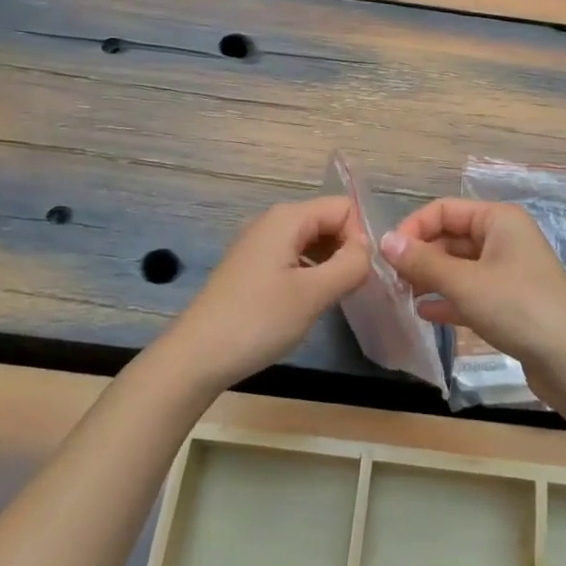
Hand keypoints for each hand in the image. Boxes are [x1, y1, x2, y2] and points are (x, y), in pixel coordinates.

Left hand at [163, 197, 371, 389]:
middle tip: (352, 289)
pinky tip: (309, 302)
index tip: (360, 275)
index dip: (359, 238)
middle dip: (346, 249)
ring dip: (330, 264)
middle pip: (327, 221)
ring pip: (312, 241)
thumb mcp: (313, 294)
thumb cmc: (258, 321)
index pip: (343, 208)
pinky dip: (310, 273)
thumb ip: (350, 265)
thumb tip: (368, 249)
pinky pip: (294, 257)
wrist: (197, 356)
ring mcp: (259, 244)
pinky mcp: (252, 267)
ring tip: (333, 298)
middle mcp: (273, 222)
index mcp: (288, 218)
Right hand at [380, 199, 565, 375]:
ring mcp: (509, 271)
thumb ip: (422, 262)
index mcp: (498, 220)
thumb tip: (384, 241)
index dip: (414, 229)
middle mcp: (504, 238)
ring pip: (460, 266)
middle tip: (393, 282)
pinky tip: (426, 314)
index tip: (389, 257)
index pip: (444, 210)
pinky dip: (449, 299)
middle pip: (451, 237)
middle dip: (421, 256)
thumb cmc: (517, 307)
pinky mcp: (511, 302)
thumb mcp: (464, 283)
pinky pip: (472, 292)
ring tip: (403, 297)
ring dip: (432, 278)